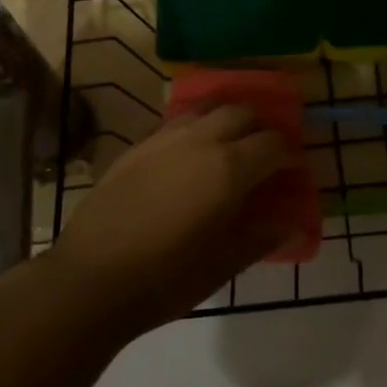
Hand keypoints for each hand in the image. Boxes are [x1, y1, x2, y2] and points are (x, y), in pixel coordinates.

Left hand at [46, 105, 296, 338]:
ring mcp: (166, 137)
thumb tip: (290, 221)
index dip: (290, 155)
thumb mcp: (222, 264)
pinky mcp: (139, 145)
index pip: (274, 144)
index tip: (294, 172)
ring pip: (209, 108)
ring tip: (231, 146)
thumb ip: (260, 236)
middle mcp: (201, 140)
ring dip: (228, 119)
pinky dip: (198, 126)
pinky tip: (192, 154)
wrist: (91, 277)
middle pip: (243, 114)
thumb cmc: (165, 279)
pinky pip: (179, 121)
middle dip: (261, 129)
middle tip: (266, 155)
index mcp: (229, 168)